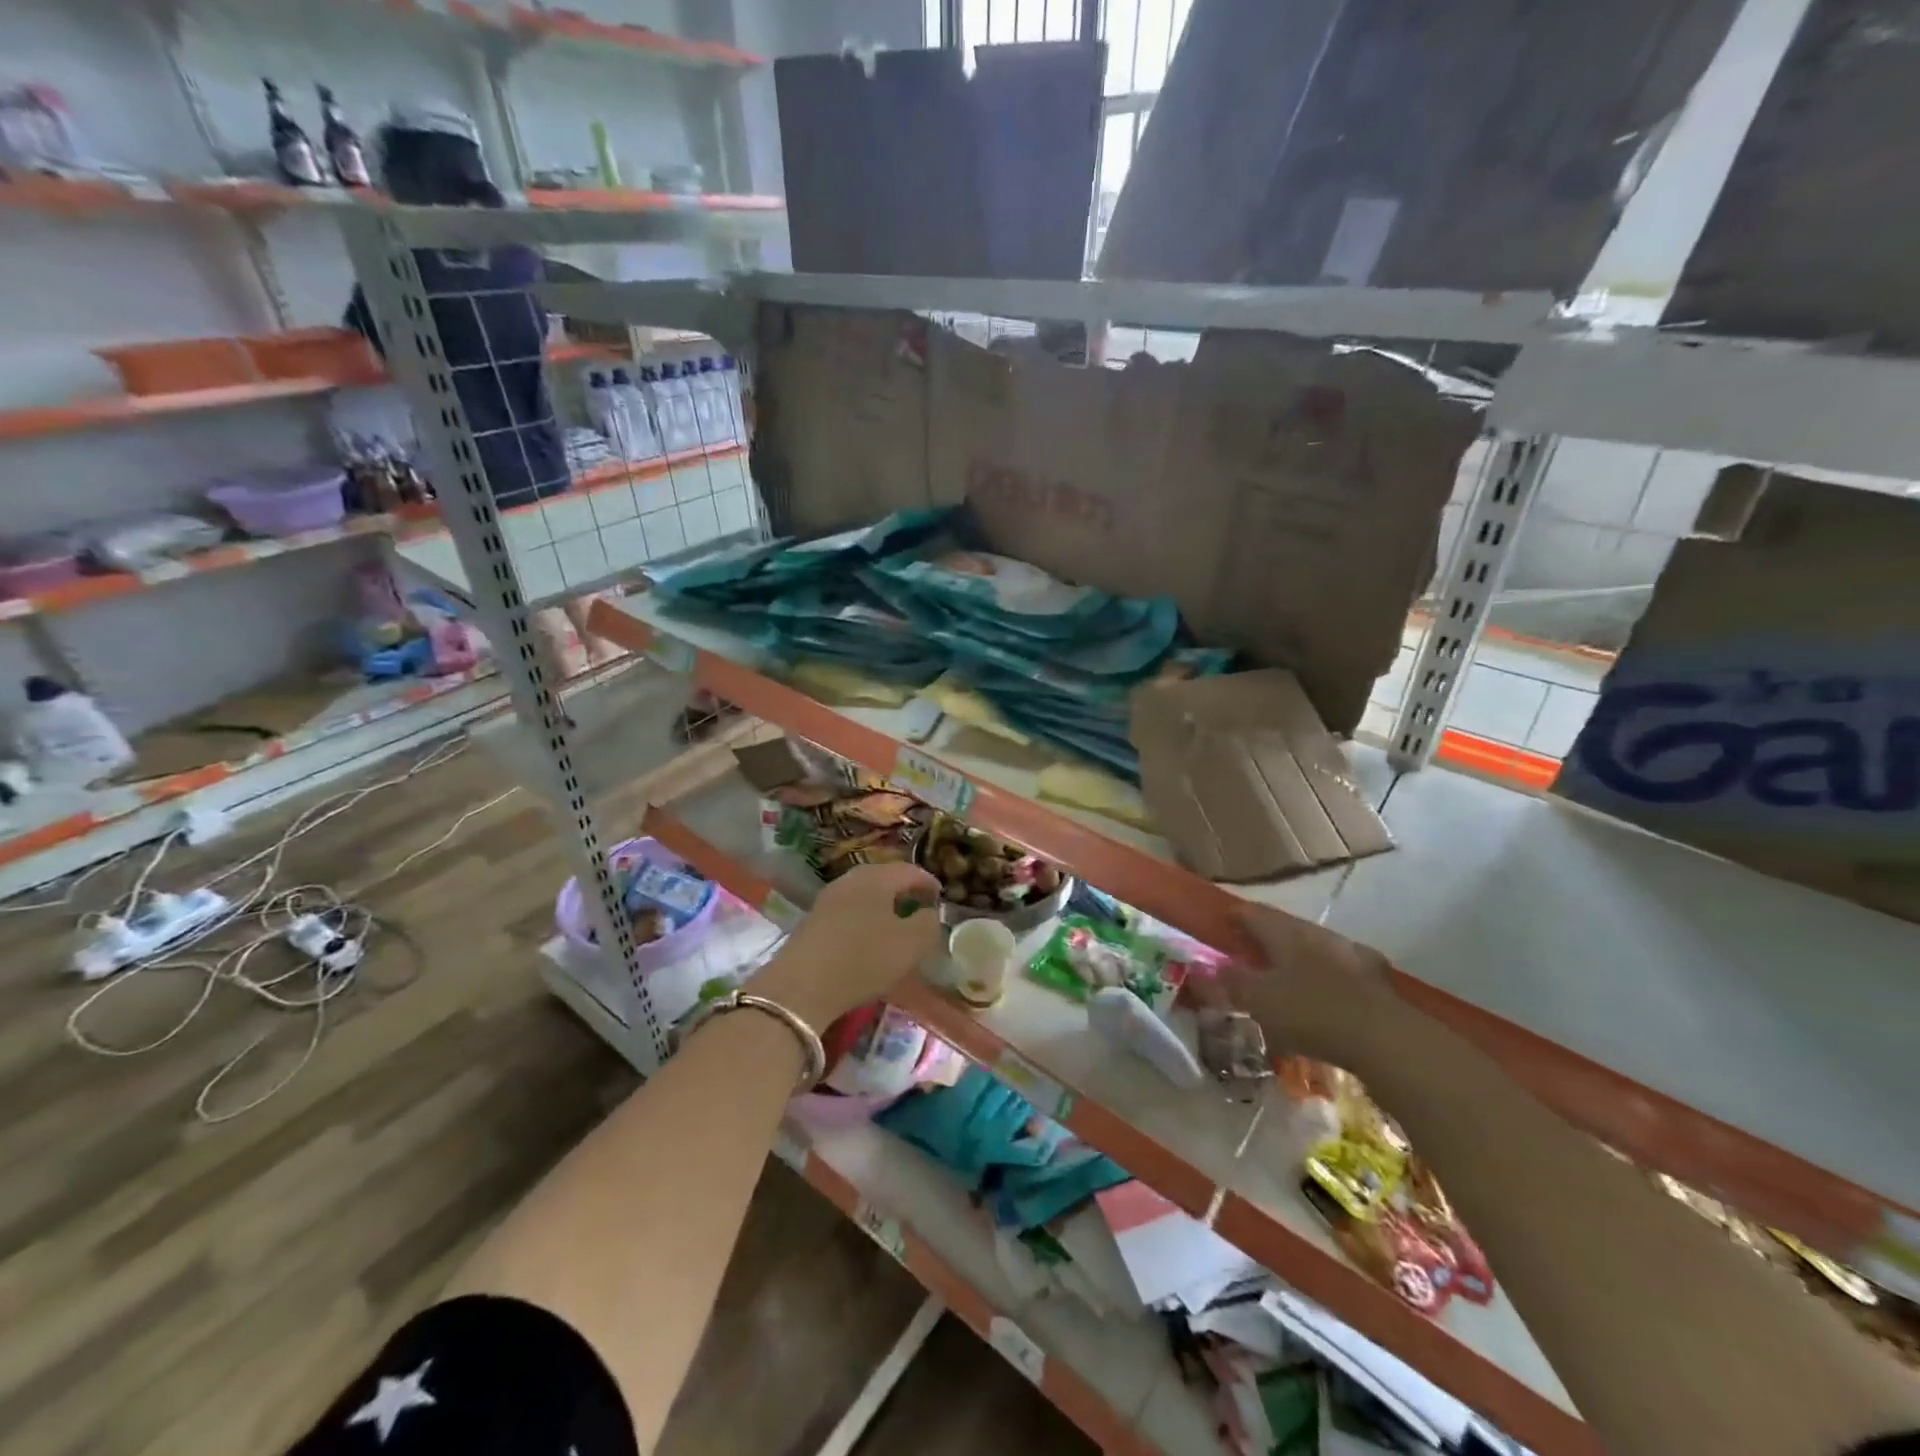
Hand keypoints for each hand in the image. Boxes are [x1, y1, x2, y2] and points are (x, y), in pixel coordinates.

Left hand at [752, 862, 943, 1027]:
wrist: (802, 986)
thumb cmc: (864, 959)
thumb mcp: (911, 945)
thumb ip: (928, 924)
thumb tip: (929, 912)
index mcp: (877, 878)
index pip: (909, 870)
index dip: (928, 881)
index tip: (940, 896)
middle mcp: (851, 879)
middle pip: (883, 876)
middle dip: (903, 888)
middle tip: (919, 903)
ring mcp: (828, 898)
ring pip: (863, 892)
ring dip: (882, 902)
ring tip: (895, 921)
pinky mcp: (813, 919)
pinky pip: (848, 908)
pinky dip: (864, 915)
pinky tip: (867, 936)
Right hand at [1218, 904, 1405, 1072]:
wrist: (1386, 1038)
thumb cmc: (1311, 1012)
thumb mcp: (1259, 1000)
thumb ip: (1231, 982)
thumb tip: (1208, 967)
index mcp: (1285, 933)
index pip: (1253, 913)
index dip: (1235, 916)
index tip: (1222, 922)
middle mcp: (1317, 934)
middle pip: (1285, 928)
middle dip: (1266, 936)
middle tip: (1248, 949)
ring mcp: (1350, 954)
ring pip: (1314, 947)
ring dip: (1297, 956)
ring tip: (1284, 973)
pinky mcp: (1375, 980)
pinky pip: (1339, 972)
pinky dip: (1324, 978)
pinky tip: (1323, 994)